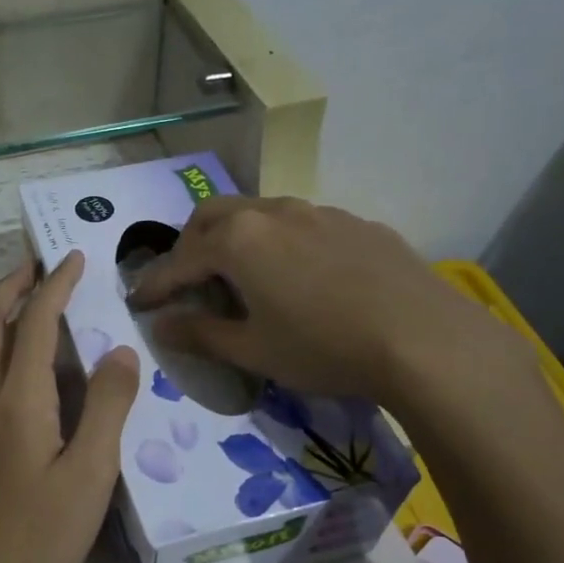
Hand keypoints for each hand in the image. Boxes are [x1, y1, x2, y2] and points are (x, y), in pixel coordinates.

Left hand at [0, 252, 139, 562]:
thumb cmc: (35, 535)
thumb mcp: (89, 475)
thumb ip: (108, 409)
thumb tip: (119, 351)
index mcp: (19, 399)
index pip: (35, 322)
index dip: (56, 284)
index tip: (74, 257)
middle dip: (12, 285)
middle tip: (41, 267)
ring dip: (2, 313)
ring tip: (38, 305)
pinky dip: (2, 346)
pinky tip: (31, 369)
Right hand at [129, 196, 530, 420]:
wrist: (425, 339)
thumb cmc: (324, 348)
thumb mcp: (254, 351)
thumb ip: (201, 334)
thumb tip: (160, 325)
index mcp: (238, 241)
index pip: (178, 261)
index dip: (154, 284)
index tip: (137, 302)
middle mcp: (272, 213)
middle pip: (212, 217)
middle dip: (189, 246)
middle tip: (186, 281)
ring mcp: (318, 212)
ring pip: (258, 213)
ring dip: (234, 238)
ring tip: (240, 275)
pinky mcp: (355, 222)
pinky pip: (300, 224)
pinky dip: (278, 242)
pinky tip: (298, 275)